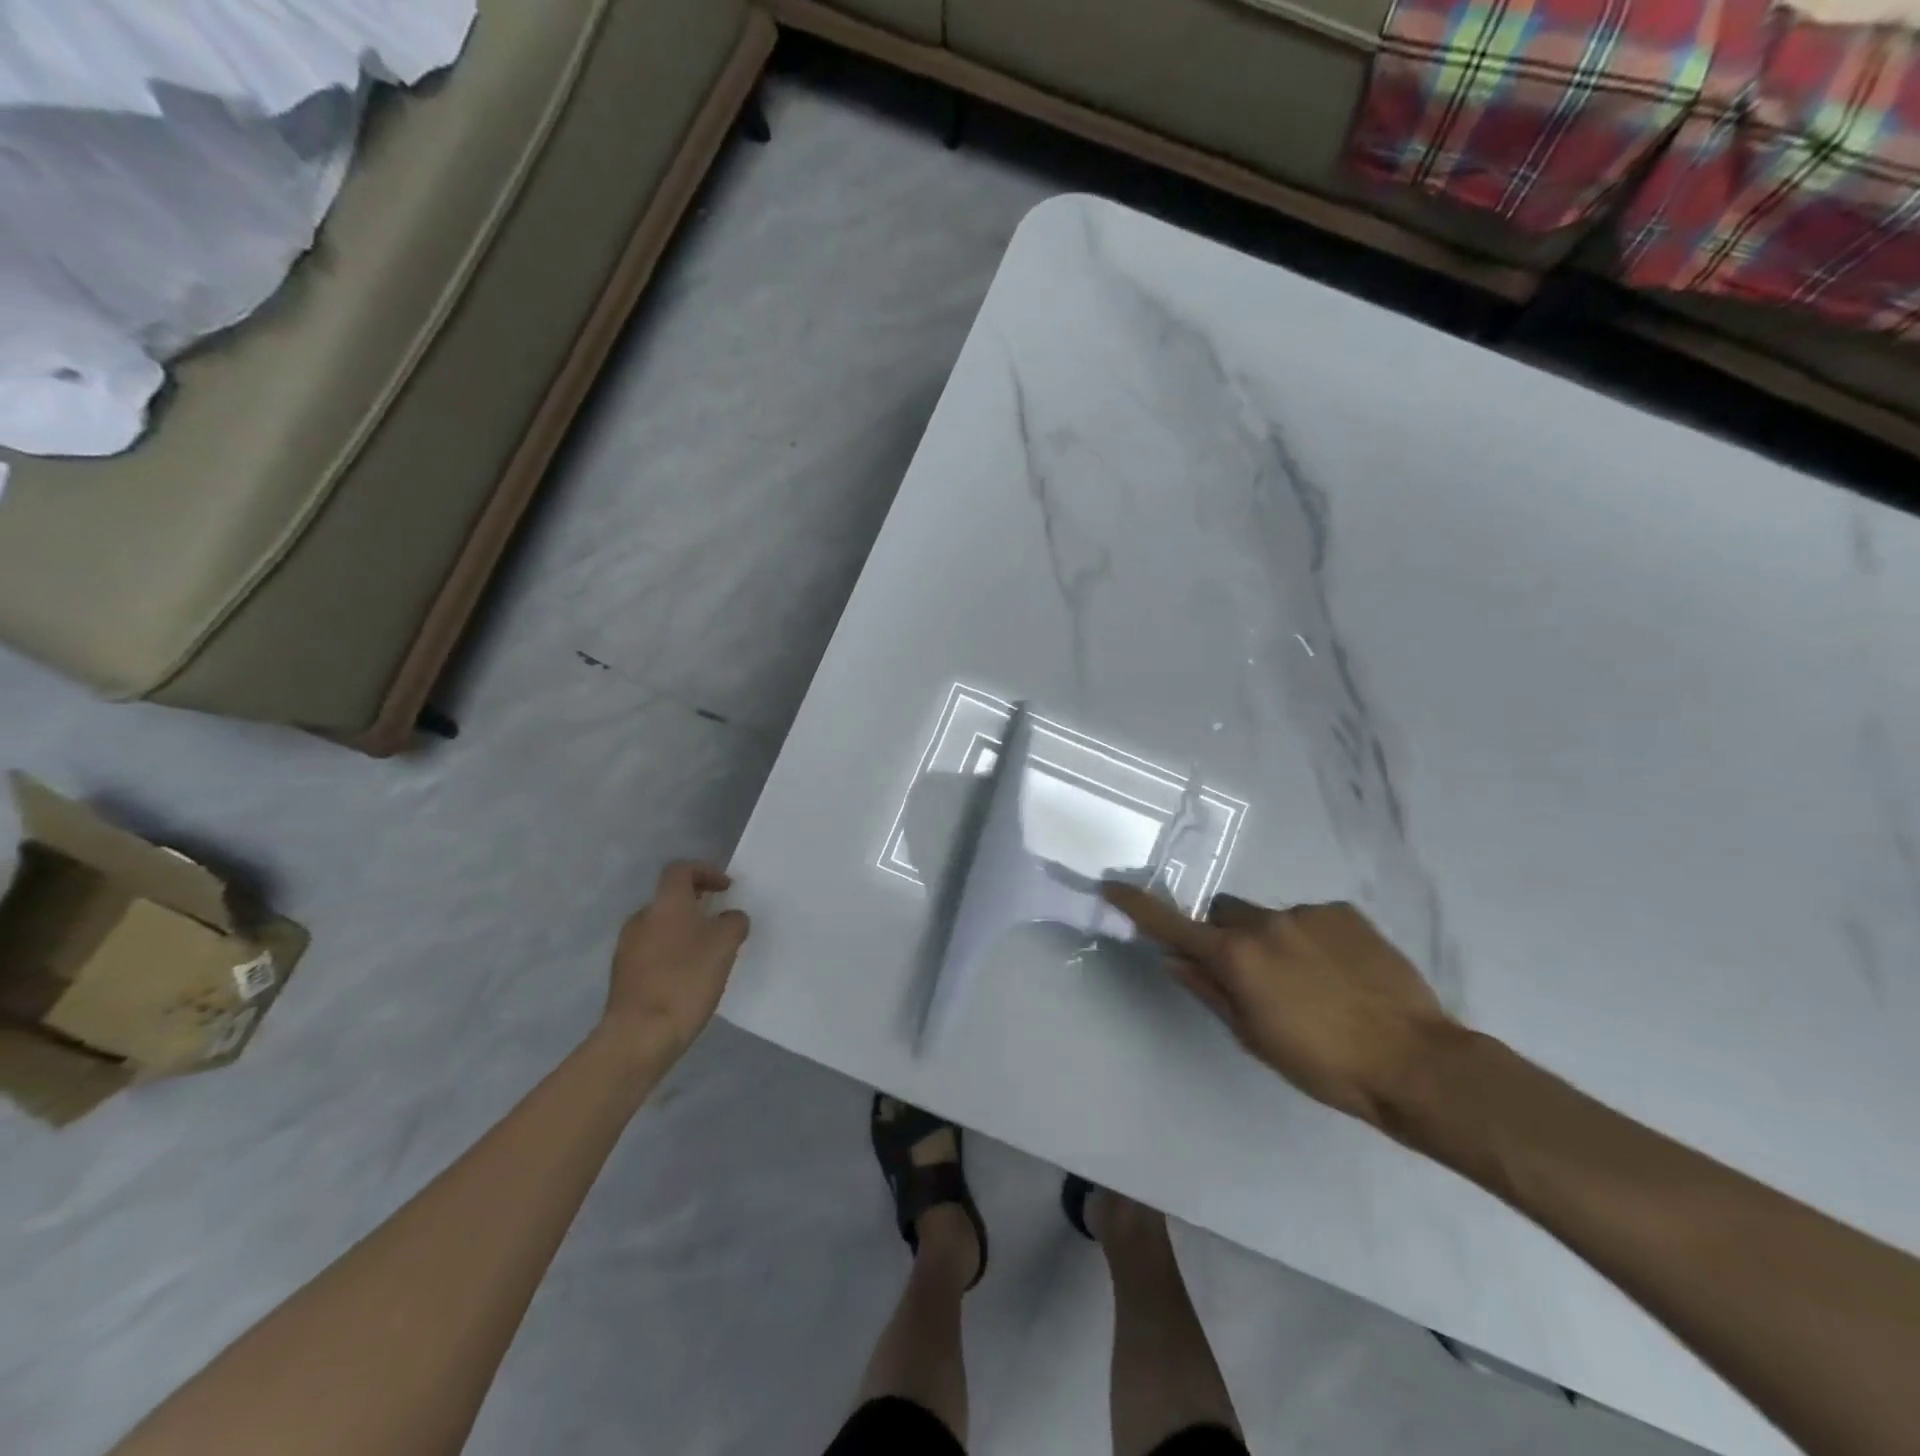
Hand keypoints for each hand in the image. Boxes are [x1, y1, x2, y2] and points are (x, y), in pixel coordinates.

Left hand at [604, 862, 750, 1055]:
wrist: (640, 1034)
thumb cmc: (687, 978)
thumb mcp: (726, 944)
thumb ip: (733, 922)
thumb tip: (729, 918)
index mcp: (666, 903)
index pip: (681, 870)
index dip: (705, 872)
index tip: (725, 888)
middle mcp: (641, 918)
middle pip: (669, 899)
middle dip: (696, 905)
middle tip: (719, 921)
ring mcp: (627, 947)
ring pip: (660, 927)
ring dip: (683, 932)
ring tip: (707, 953)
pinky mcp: (623, 975)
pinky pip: (651, 952)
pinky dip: (671, 954)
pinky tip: (687, 977)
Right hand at [1103, 885, 1452, 1125]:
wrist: (1416, 1062)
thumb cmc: (1324, 1064)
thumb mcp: (1255, 1037)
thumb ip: (1209, 992)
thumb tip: (1174, 961)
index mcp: (1236, 957)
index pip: (1172, 925)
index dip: (1138, 907)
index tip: (1111, 887)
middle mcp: (1265, 923)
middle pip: (1224, 913)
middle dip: (1226, 934)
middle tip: (1251, 975)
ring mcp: (1307, 913)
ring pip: (1269, 918)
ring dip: (1273, 940)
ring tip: (1312, 984)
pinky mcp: (1344, 912)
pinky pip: (1311, 918)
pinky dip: (1312, 939)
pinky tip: (1341, 974)